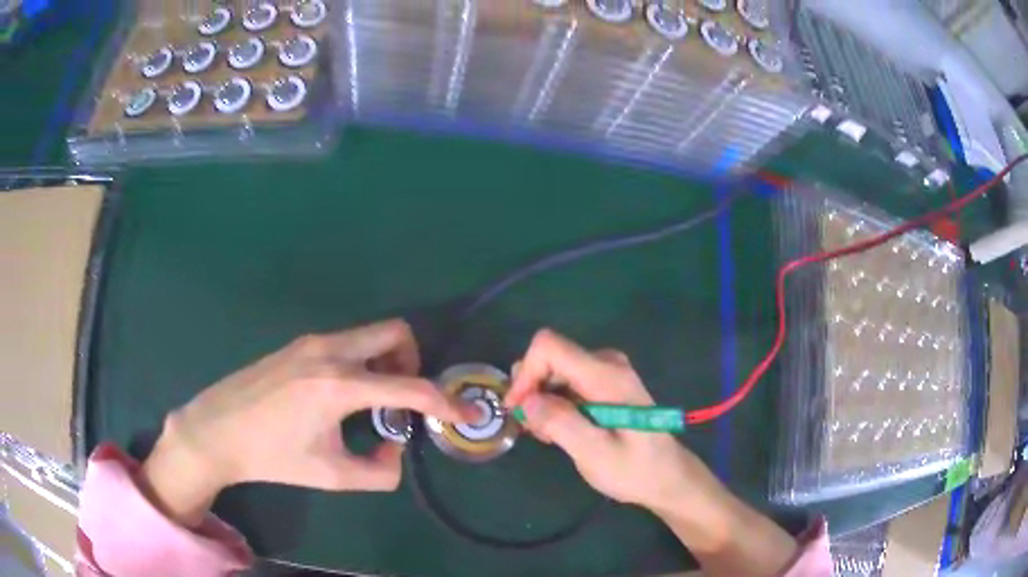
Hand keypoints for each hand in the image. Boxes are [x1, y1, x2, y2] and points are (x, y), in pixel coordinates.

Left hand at [140, 319, 468, 527]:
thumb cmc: (271, 457)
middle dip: (413, 361)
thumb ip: (378, 472)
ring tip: (373, 400)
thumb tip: (394, 449)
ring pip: (368, 334)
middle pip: (393, 332)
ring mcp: (310, 342)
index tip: (464, 412)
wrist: (216, 430)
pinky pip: (345, 342)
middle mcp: (329, 351)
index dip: (444, 401)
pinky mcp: (297, 345)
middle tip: (405, 396)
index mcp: (339, 385)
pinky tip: (341, 395)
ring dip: (385, 361)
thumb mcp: (331, 475)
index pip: (409, 387)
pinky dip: (360, 361)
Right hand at [505, 329, 728, 515]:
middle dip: (532, 390)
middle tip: (535, 430)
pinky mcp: (606, 383)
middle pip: (550, 357)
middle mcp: (607, 363)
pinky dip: (555, 403)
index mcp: (606, 376)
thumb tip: (526, 400)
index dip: (526, 373)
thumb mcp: (595, 454)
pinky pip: (567, 381)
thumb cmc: (634, 470)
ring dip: (542, 400)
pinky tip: (560, 430)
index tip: (518, 409)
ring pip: (555, 370)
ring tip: (549, 435)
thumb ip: (561, 423)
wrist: (667, 477)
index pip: (549, 346)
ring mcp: (607, 371)